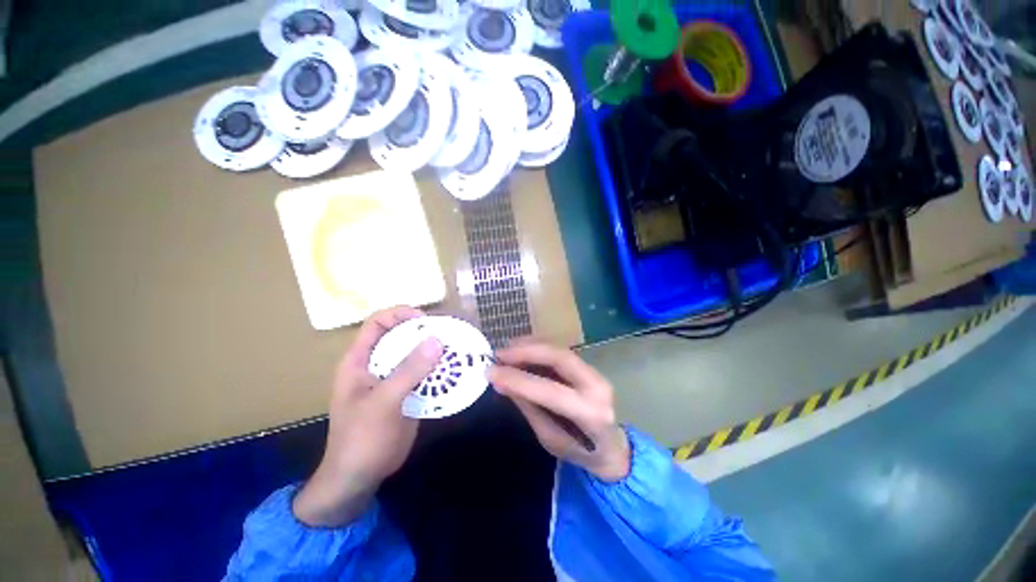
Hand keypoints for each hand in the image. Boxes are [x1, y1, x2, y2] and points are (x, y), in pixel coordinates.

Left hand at [294, 307, 442, 526]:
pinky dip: (439, 370)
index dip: (400, 314)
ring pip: (415, 355)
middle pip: (401, 336)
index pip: (378, 323)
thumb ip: (408, 371)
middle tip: (450, 334)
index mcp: (360, 360)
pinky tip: (455, 371)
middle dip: (425, 332)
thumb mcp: (383, 402)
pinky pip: (424, 373)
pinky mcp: (407, 392)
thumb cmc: (360, 439)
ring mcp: (393, 379)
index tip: (426, 321)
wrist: (359, 477)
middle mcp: (377, 364)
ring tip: (458, 350)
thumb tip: (436, 340)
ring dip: (435, 351)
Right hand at [487, 340, 630, 481]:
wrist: (612, 447)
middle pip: (560, 358)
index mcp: (591, 414)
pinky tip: (520, 348)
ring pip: (559, 349)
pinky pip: (559, 349)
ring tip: (506, 350)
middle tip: (500, 354)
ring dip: (530, 345)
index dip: (519, 380)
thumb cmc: (580, 452)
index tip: (491, 372)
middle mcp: (597, 386)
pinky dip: (537, 346)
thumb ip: (529, 408)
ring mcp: (595, 371)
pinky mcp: (588, 365)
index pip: (551, 391)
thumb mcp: (550, 439)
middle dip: (527, 351)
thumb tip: (502, 382)